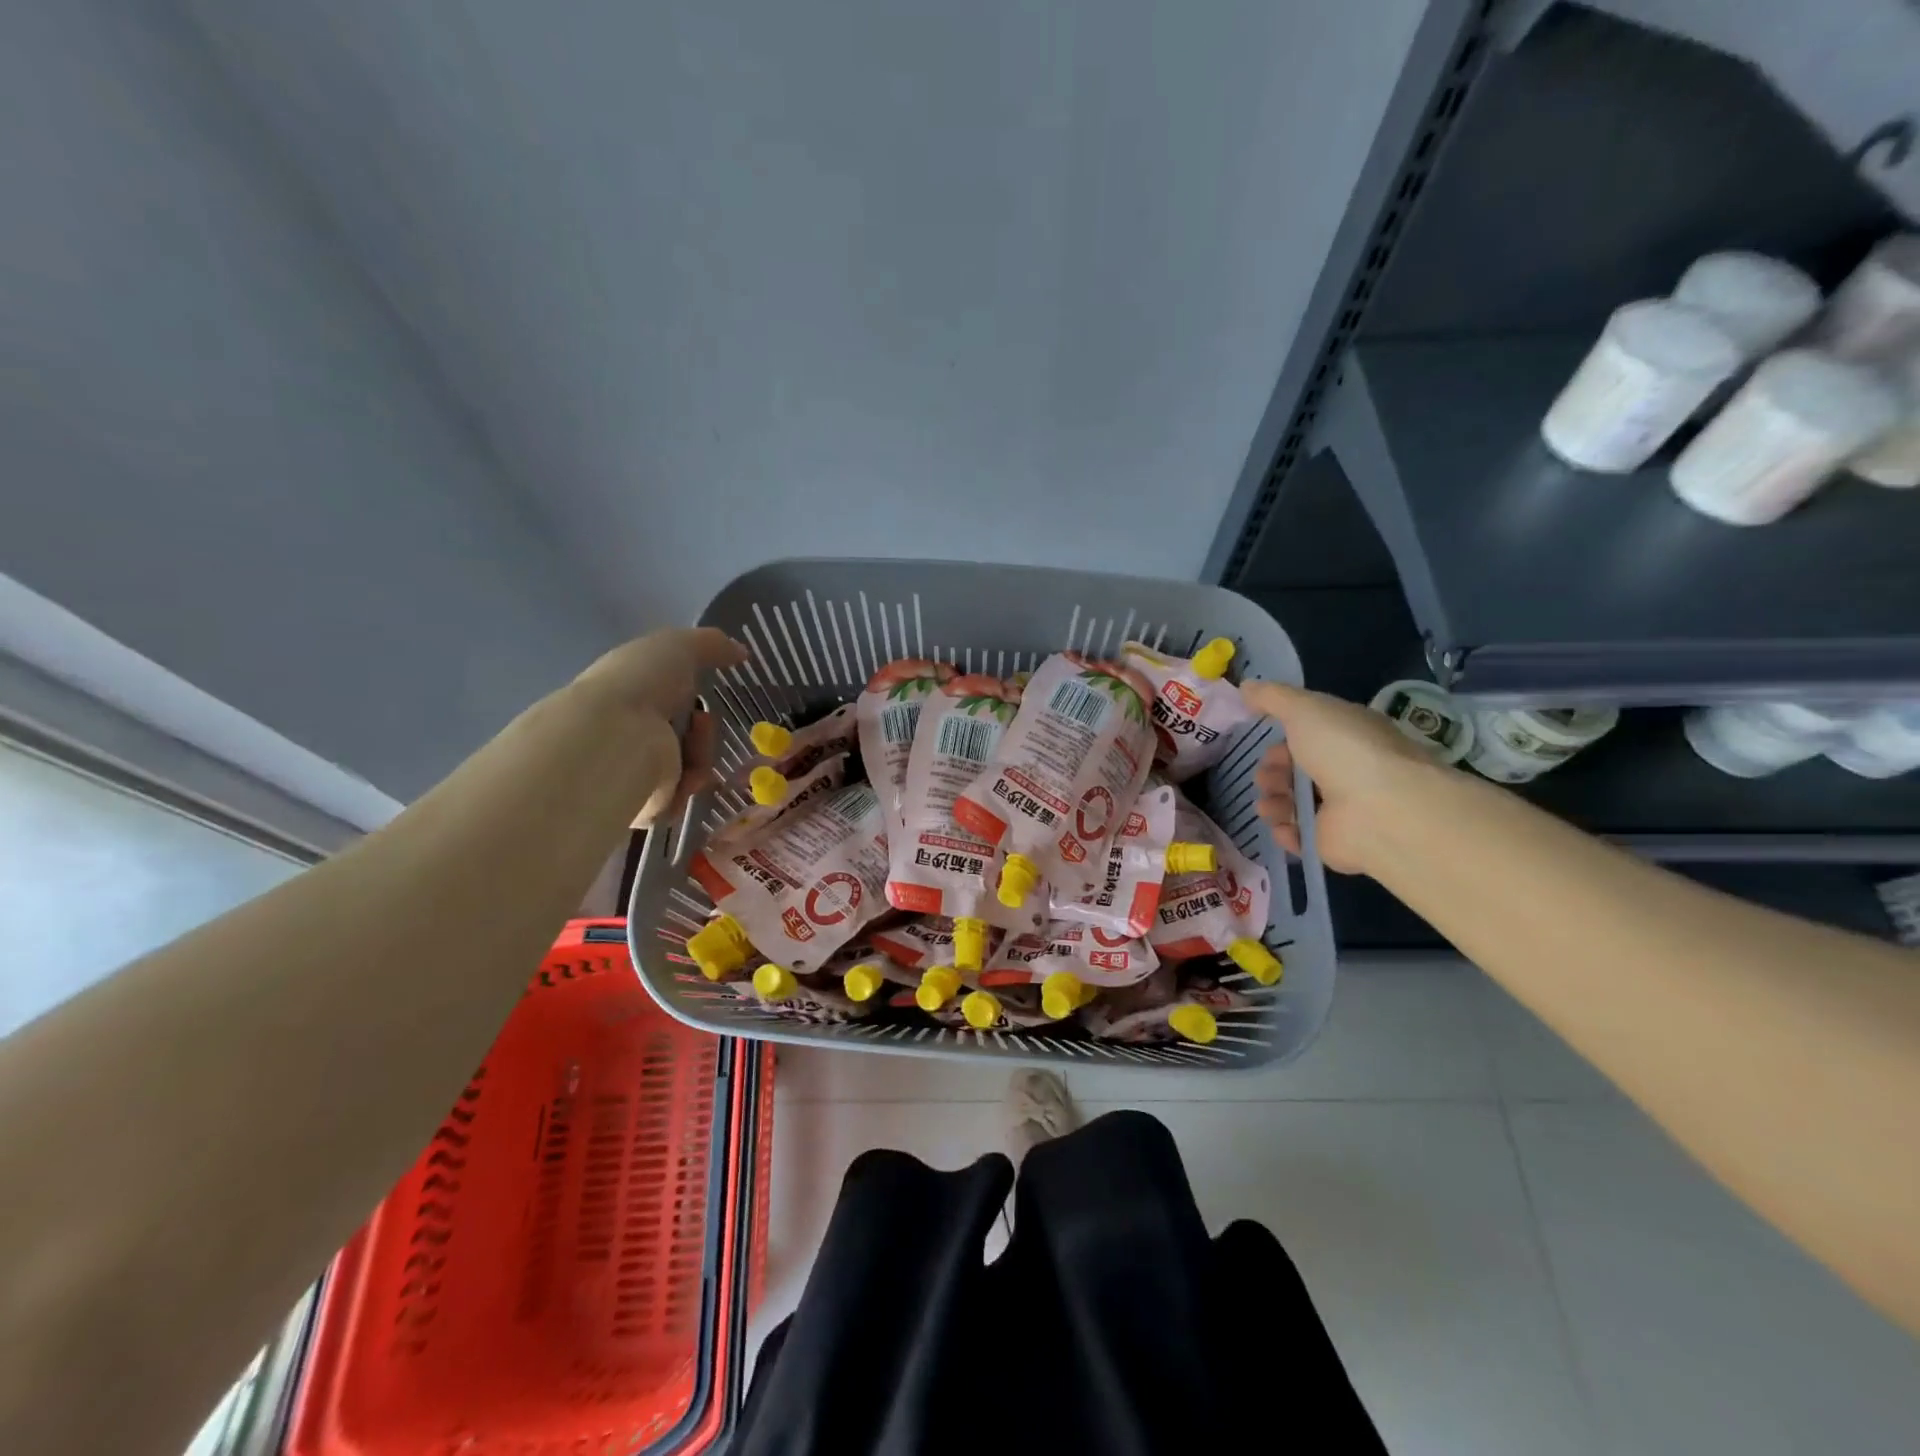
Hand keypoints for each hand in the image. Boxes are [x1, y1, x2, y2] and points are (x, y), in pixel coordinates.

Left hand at [572, 628, 747, 825]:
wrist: (615, 738)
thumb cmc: (640, 684)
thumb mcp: (678, 646)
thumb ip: (712, 645)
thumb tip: (741, 652)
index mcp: (625, 696)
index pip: (665, 700)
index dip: (690, 697)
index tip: (704, 695)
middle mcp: (624, 735)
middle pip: (683, 738)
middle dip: (702, 732)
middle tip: (702, 723)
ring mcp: (631, 772)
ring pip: (687, 769)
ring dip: (700, 757)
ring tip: (693, 750)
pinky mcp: (640, 807)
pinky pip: (681, 799)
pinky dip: (690, 785)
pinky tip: (687, 776)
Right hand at [1241, 682, 1435, 874]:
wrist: (1379, 809)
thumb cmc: (1343, 749)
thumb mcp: (1304, 708)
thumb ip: (1272, 697)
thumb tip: (1246, 686)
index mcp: (1348, 736)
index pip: (1311, 735)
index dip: (1284, 738)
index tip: (1265, 740)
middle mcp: (1348, 771)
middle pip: (1298, 771)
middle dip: (1273, 772)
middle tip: (1265, 777)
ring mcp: (1342, 810)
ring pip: (1294, 804)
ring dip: (1273, 802)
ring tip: (1268, 805)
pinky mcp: (1333, 843)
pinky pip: (1300, 837)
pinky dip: (1285, 831)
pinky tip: (1280, 826)